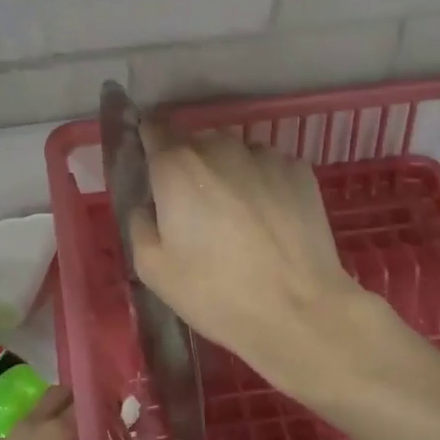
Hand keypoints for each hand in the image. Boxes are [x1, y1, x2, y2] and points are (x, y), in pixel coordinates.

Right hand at [130, 123, 367, 383]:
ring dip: (229, 174)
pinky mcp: (300, 171)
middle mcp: (220, 147)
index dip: (150, 144)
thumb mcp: (152, 268)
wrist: (299, 311)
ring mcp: (265, 156)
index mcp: (176, 165)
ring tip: (238, 219)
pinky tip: (270, 221)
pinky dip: (263, 185)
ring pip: (235, 154)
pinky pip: (269, 168)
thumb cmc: (215, 292)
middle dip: (190, 168)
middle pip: (196, 142)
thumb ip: (139, 223)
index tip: (152, 170)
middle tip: (195, 211)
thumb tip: (150, 205)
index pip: (154, 128)